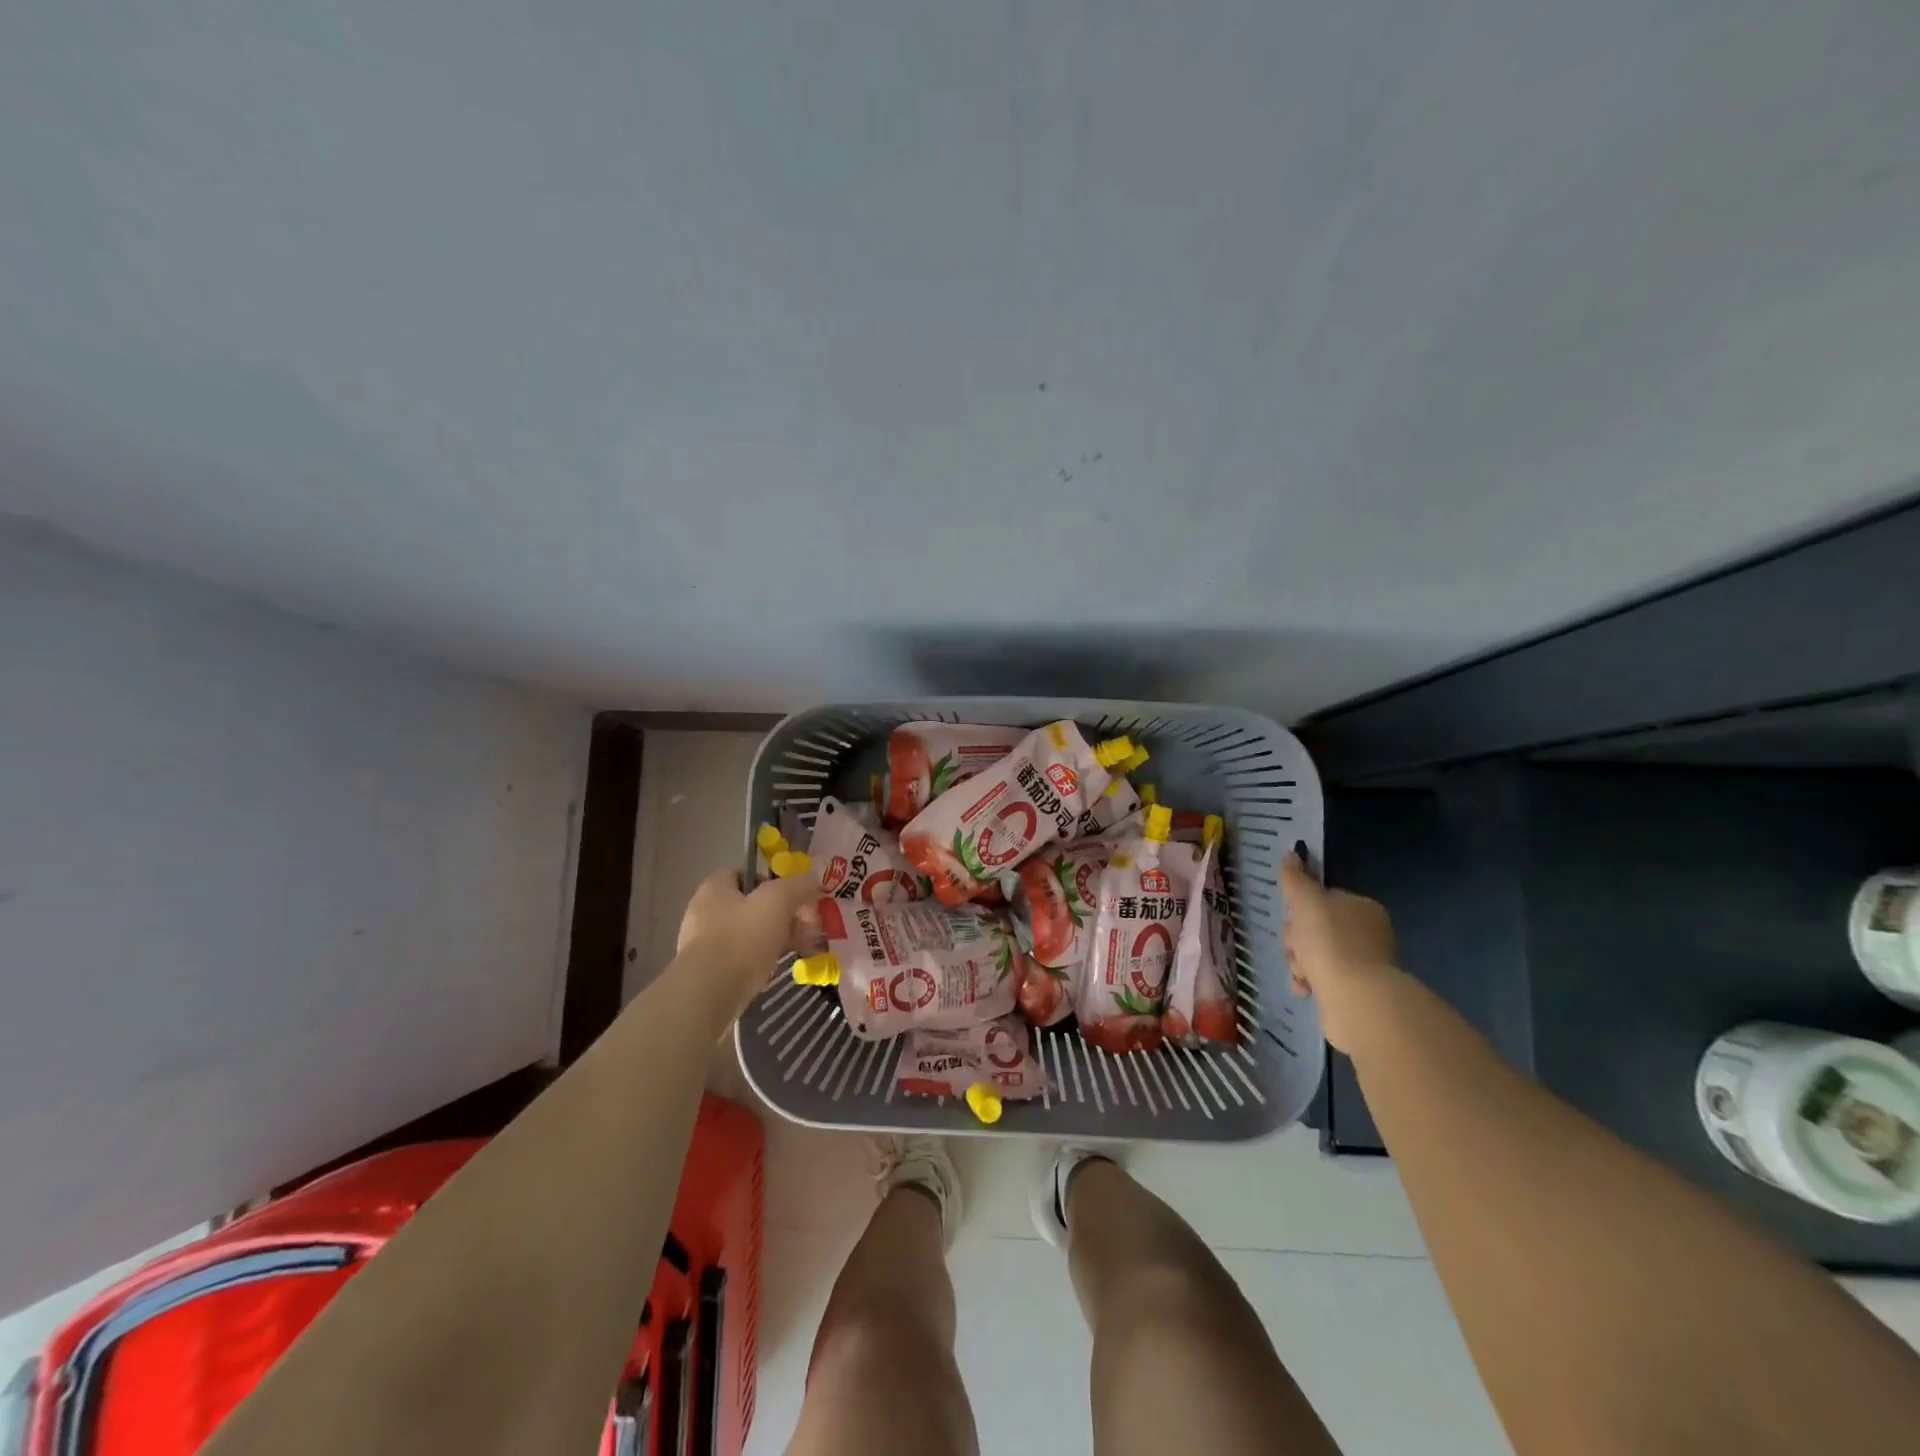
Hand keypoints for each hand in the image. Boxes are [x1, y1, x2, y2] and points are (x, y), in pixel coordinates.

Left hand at [677, 868, 819, 1020]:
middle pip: (750, 906)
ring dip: (774, 940)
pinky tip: (773, 973)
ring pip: (747, 934)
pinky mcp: (705, 973)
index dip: (771, 882)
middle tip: (805, 929)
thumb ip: (798, 886)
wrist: (707, 996)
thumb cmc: (742, 939)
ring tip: (796, 952)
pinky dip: (758, 963)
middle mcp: (703, 912)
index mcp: (714, 888)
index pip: (744, 873)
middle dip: (781, 915)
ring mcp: (702, 945)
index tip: (793, 899)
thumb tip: (811, 882)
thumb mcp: (778, 901)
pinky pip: (739, 960)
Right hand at [1278, 852, 1397, 1051]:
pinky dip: (1310, 984)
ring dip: (1299, 963)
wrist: (1355, 999)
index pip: (1322, 899)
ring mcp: (1363, 965)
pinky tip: (1306, 989)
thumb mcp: (1306, 901)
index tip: (1292, 919)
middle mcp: (1367, 934)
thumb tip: (1291, 853)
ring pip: (1314, 955)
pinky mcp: (1355, 992)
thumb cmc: (1330, 942)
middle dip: (1297, 940)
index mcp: (1362, 908)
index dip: (1300, 908)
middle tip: (1297, 948)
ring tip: (1302, 974)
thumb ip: (1296, 878)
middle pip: (1314, 928)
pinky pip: (1321, 980)